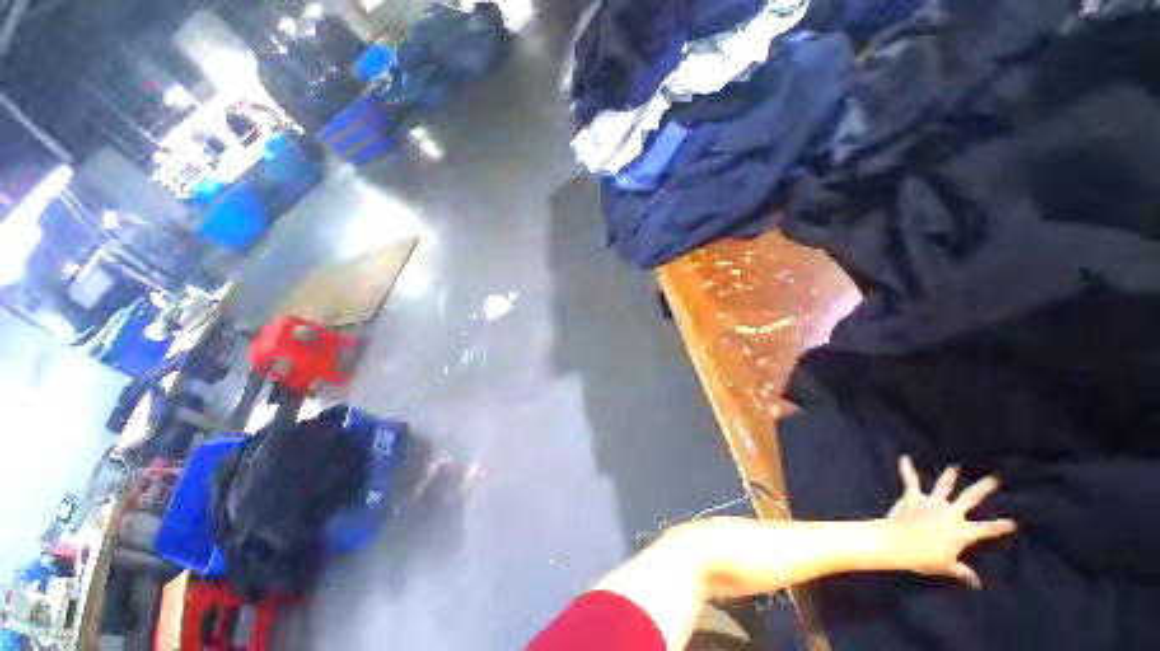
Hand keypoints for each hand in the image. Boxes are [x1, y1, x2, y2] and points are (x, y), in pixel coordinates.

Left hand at [884, 456, 1016, 588]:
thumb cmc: (925, 558)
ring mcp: (933, 503)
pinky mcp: (914, 497)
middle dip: (984, 487)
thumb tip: (976, 584)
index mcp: (963, 531)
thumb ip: (963, 573)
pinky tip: (904, 458)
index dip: (1001, 527)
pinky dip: (906, 469)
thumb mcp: (947, 567)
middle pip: (971, 497)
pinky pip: (910, 480)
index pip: (988, 529)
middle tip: (995, 478)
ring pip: (944, 485)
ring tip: (954, 467)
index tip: (1014, 523)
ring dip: (950, 475)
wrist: (900, 544)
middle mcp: (951, 513)